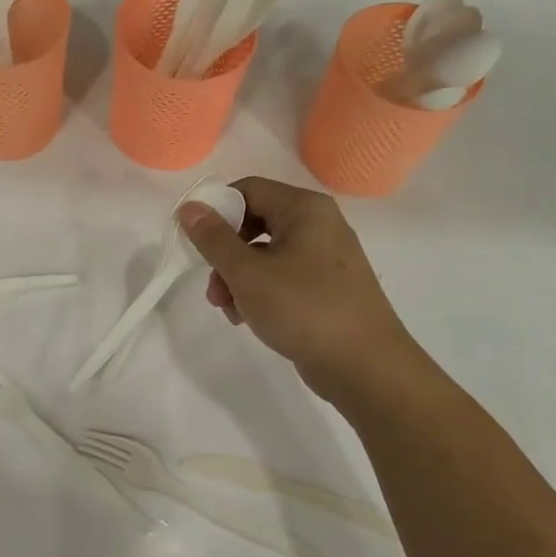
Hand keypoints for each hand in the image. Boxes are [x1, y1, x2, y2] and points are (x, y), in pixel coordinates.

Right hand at [177, 177, 420, 401]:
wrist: (365, 366)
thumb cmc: (304, 309)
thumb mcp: (247, 273)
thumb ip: (214, 239)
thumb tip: (190, 207)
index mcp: (305, 209)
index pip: (248, 190)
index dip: (216, 211)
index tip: (195, 242)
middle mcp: (319, 224)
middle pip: (255, 223)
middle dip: (225, 253)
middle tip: (211, 284)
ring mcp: (326, 257)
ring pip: (265, 254)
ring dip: (238, 278)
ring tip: (228, 309)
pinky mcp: (327, 287)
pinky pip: (283, 276)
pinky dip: (260, 292)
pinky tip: (248, 319)